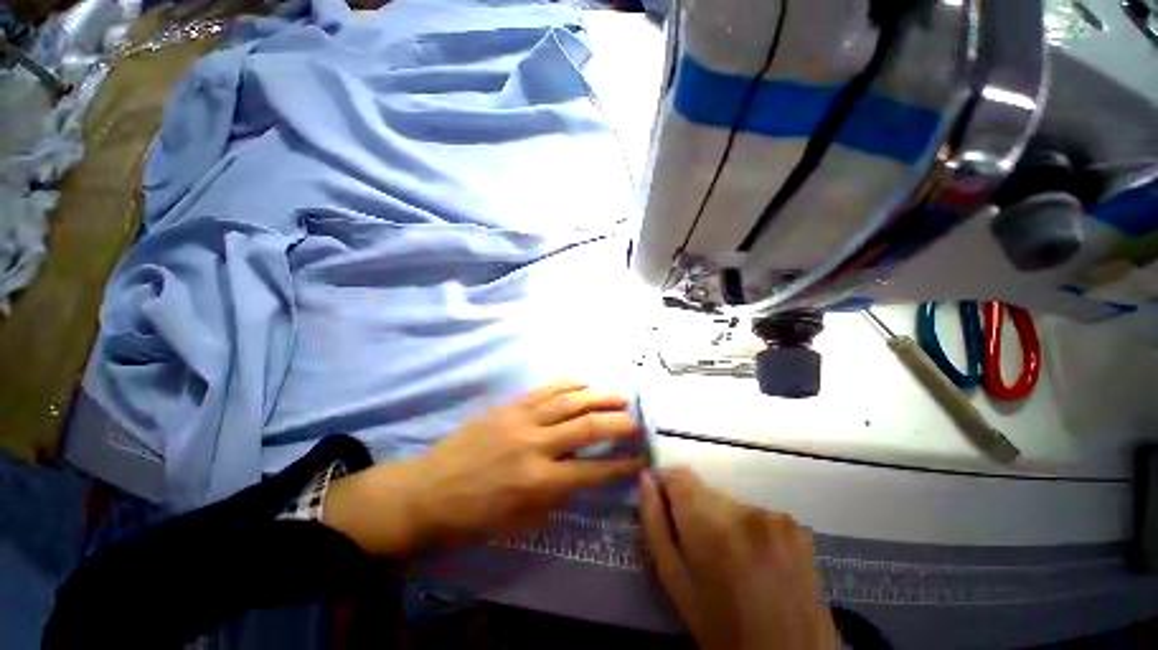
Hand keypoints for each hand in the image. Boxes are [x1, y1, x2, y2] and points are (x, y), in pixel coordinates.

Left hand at [324, 381, 646, 555]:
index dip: (621, 464)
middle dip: (618, 423)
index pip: (593, 471)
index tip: (641, 457)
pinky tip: (584, 380)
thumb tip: (582, 474)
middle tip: (638, 419)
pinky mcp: (509, 406)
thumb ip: (556, 496)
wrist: (425, 492)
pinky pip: (545, 390)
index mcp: (539, 483)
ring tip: (621, 394)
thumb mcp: (519, 522)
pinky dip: (568, 383)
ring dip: (599, 396)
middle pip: (587, 427)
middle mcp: (536, 445)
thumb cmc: (472, 517)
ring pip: (570, 401)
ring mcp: (522, 420)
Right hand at [640, 468, 838, 649]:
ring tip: (726, 557)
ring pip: (728, 500)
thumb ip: (654, 523)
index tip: (660, 501)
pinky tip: (752, 559)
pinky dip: (745, 526)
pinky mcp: (795, 526)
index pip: (678, 476)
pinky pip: (754, 512)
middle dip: (692, 507)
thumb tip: (645, 480)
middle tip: (695, 545)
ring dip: (719, 517)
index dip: (664, 484)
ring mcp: (776, 517)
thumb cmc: (720, 628)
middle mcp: (746, 511)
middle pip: (703, 489)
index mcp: (712, 527)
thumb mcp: (675, 581)